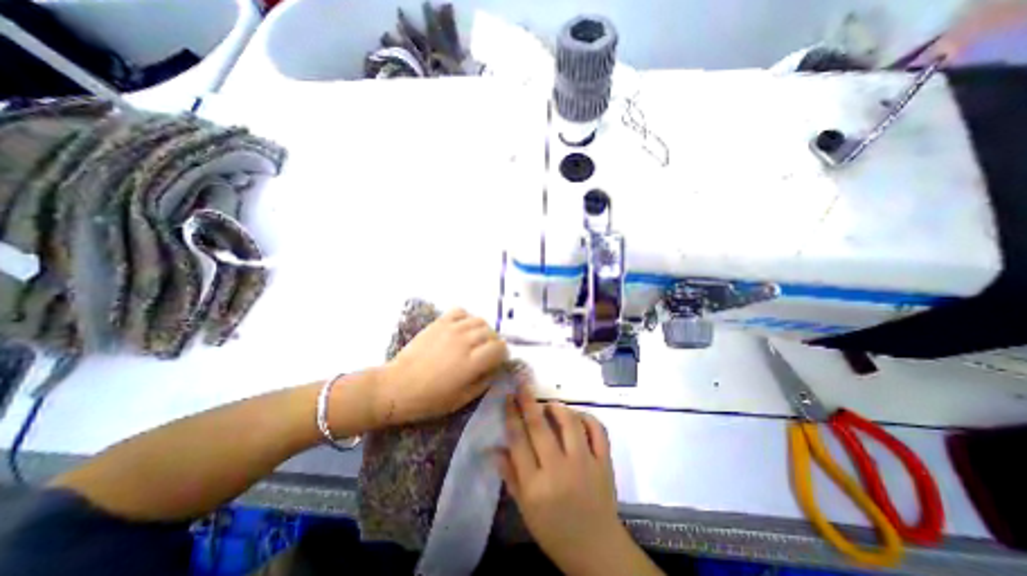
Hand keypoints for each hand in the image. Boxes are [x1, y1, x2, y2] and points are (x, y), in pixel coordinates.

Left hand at [375, 312, 507, 427]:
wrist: (396, 387)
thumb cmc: (429, 400)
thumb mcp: (462, 399)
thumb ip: (484, 381)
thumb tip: (495, 368)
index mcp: (472, 363)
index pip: (499, 348)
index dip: (503, 354)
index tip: (498, 361)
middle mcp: (465, 342)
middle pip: (491, 333)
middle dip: (494, 343)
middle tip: (487, 353)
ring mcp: (451, 329)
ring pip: (479, 320)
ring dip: (483, 330)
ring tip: (476, 340)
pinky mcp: (439, 323)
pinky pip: (460, 311)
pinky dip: (467, 318)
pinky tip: (462, 328)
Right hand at [498, 384, 634, 575]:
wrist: (596, 550)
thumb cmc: (555, 531)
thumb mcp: (525, 509)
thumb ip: (511, 476)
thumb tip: (495, 447)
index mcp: (535, 485)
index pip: (518, 440)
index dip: (511, 414)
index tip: (508, 397)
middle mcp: (559, 469)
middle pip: (539, 426)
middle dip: (528, 401)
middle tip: (523, 385)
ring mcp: (585, 463)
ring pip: (569, 422)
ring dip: (558, 407)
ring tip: (550, 404)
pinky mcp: (604, 462)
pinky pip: (598, 430)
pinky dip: (587, 418)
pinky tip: (578, 416)